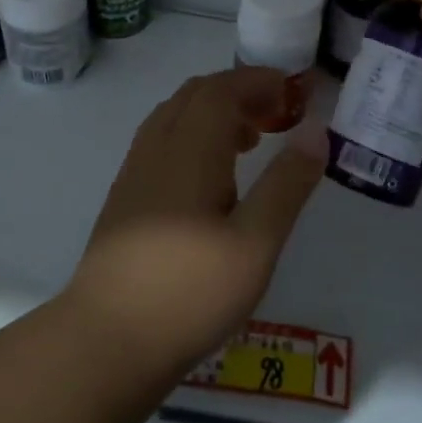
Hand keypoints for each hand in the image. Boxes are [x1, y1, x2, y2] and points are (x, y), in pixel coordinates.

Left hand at [64, 68, 326, 376]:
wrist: (106, 341)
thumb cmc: (190, 292)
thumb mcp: (255, 243)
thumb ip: (287, 184)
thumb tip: (315, 131)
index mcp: (190, 150)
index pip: (221, 89)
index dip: (257, 81)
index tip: (292, 91)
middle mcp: (157, 149)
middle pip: (195, 95)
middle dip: (238, 92)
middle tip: (277, 114)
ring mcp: (134, 173)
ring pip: (174, 117)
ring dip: (214, 113)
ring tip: (250, 141)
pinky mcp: (124, 199)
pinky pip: (162, 142)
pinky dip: (193, 136)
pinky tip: (211, 179)